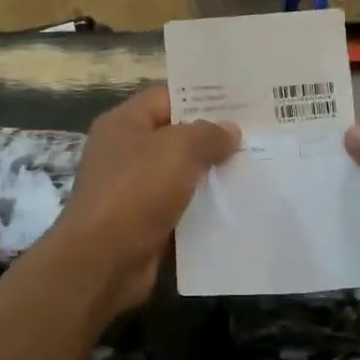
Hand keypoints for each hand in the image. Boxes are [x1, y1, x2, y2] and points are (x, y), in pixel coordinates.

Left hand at [44, 86, 239, 317]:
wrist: (102, 261)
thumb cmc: (136, 192)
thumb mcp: (178, 150)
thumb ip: (208, 134)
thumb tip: (230, 130)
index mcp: (124, 124)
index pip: (167, 97)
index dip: (201, 97)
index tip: (240, 103)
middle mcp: (125, 152)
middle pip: (175, 137)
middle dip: (213, 139)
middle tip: (256, 137)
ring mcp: (133, 190)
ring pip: (181, 175)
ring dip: (212, 177)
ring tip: (255, 170)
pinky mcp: (144, 224)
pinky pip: (180, 209)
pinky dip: (203, 210)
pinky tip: (237, 208)